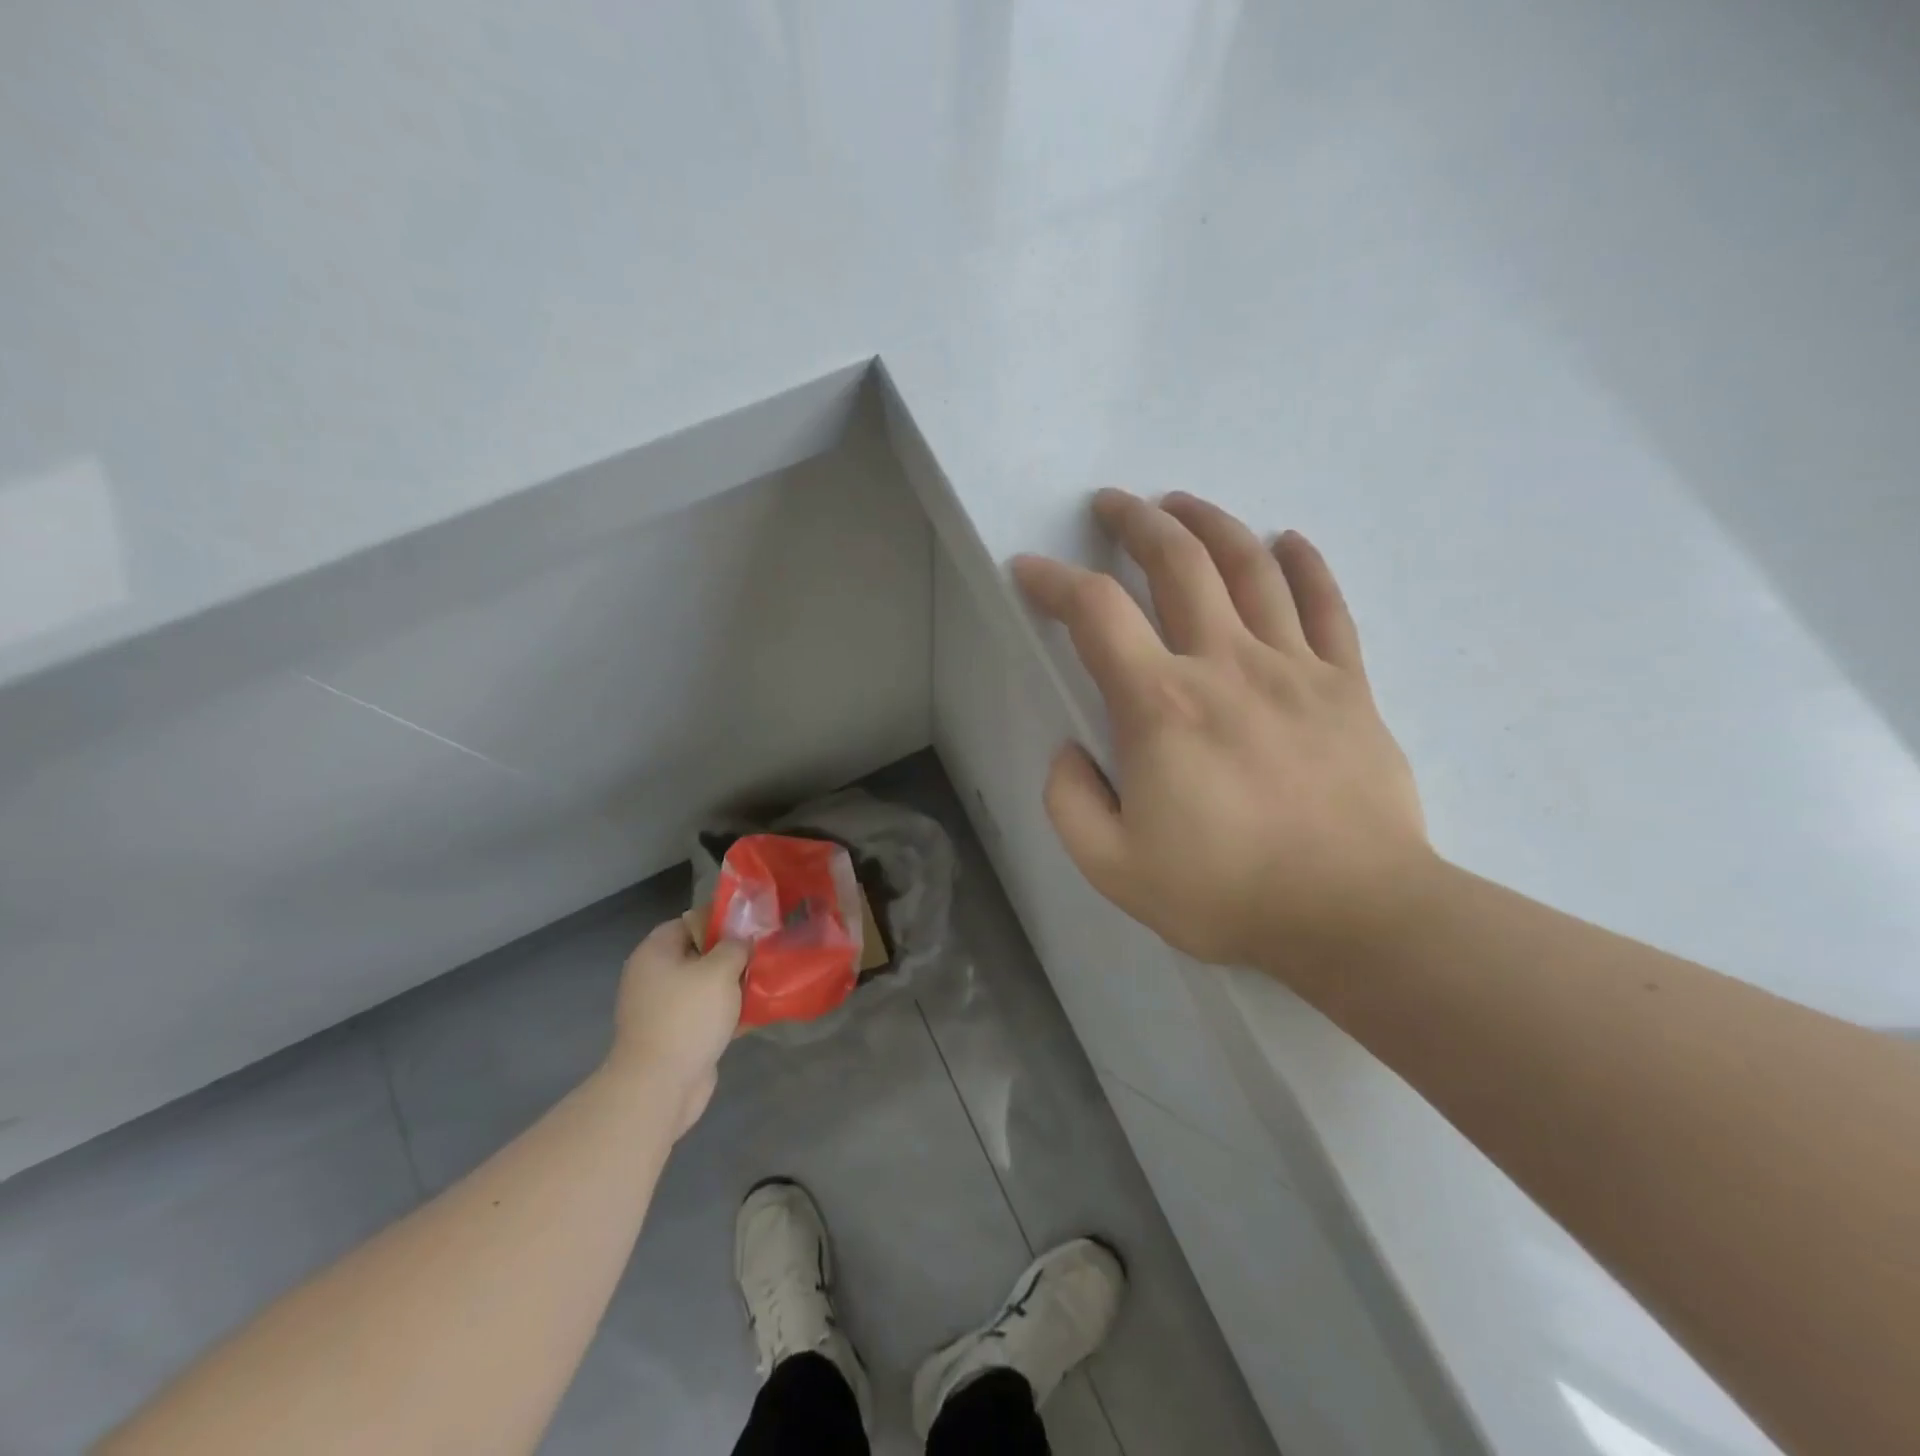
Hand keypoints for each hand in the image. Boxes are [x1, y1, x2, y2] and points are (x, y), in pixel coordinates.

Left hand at [607, 920, 748, 1135]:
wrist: (659, 1086)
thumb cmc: (687, 1016)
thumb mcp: (720, 970)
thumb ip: (735, 946)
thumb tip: (742, 941)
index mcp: (656, 952)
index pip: (690, 921)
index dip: (722, 919)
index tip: (753, 925)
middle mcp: (654, 976)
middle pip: (699, 954)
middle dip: (732, 955)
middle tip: (764, 953)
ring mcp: (663, 1009)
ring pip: (705, 986)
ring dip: (733, 985)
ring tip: (766, 981)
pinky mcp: (675, 1036)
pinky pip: (706, 1014)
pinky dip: (728, 1012)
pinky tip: (756, 1013)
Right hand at [1013, 489, 1429, 979]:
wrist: (1356, 916)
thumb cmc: (1228, 892)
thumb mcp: (1112, 867)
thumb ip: (1070, 801)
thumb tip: (1071, 749)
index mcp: (1161, 705)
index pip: (1095, 612)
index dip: (1053, 580)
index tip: (1029, 568)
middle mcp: (1225, 664)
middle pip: (1179, 562)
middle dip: (1136, 522)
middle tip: (1112, 504)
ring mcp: (1295, 667)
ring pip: (1251, 566)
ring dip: (1210, 524)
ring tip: (1182, 504)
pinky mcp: (1348, 685)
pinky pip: (1327, 605)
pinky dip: (1305, 564)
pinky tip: (1287, 541)